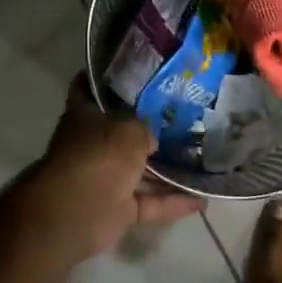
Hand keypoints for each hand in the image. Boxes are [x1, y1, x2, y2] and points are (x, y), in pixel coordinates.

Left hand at [15, 76, 207, 265]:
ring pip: (141, 173)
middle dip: (150, 130)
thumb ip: (146, 129)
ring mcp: (105, 180)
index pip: (88, 91)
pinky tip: (203, 199)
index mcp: (84, 118)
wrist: (78, 212)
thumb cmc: (100, 156)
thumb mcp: (131, 129)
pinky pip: (150, 203)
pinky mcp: (118, 210)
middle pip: (123, 135)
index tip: (131, 71)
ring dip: (168, 172)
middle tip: (185, 119)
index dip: (104, 80)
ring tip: (202, 161)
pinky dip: (173, 202)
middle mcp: (93, 147)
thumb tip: (153, 140)